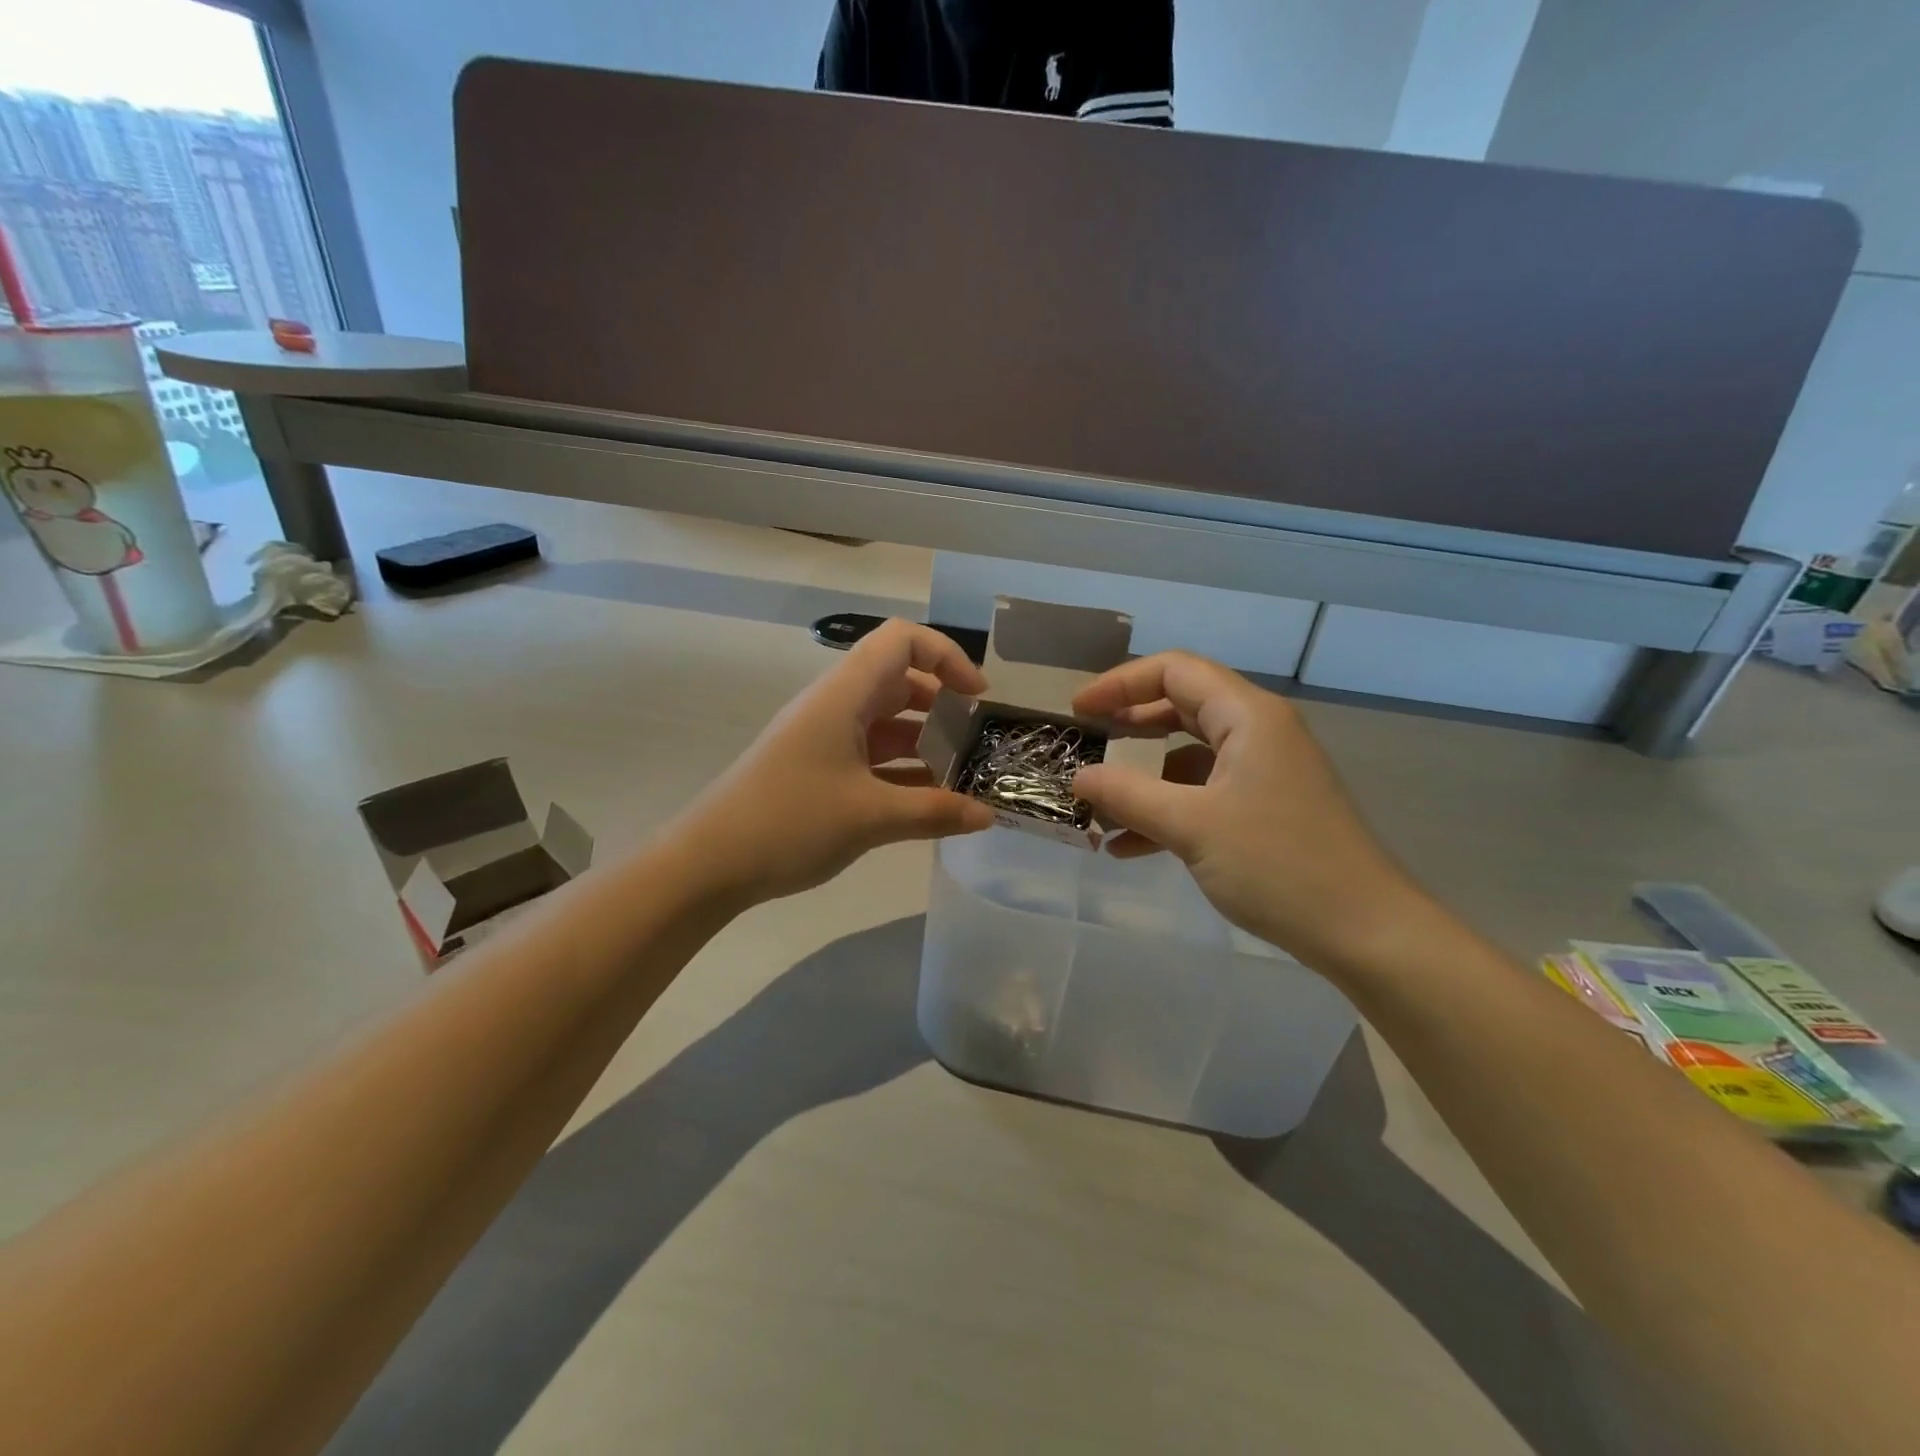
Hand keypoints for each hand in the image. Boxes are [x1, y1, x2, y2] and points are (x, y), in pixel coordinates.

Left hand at [677, 620, 995, 905]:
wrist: (709, 862)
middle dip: (943, 704)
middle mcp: (835, 706)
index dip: (946, 656)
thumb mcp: (870, 817)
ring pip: (886, 722)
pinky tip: (928, 800)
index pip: (901, 641)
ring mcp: (824, 738)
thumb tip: (988, 815)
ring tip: (962, 775)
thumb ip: (935, 812)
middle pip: (898, 681)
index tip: (977, 697)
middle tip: (976, 740)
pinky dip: (902, 769)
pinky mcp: (817, 769)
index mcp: (844, 696)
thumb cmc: (789, 822)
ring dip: (924, 741)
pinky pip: (870, 755)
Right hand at [1071, 652, 1436, 972]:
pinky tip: (1128, 846)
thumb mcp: (1191, 827)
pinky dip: (1166, 810)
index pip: (1174, 671)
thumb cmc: (1278, 866)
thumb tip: (1078, 778)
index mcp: (1248, 716)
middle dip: (1128, 726)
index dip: (1120, 683)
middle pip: (1181, 707)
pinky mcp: (1265, 807)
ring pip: (1188, 755)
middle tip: (1084, 744)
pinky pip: (1203, 793)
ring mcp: (1263, 771)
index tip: (1078, 710)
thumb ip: (1128, 795)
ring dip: (1142, 778)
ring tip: (1097, 807)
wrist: (1363, 931)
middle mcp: (1257, 732)